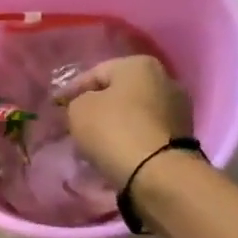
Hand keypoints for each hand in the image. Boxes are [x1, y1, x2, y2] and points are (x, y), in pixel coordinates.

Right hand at [54, 56, 194, 185]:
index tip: (55, 105)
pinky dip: (129, 137)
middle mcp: (165, 78)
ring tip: (93, 140)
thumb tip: (84, 106)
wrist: (157, 172)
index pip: (95, 73)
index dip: (71, 89)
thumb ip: (76, 101)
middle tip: (74, 121)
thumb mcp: (78, 110)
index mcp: (139, 64)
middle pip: (119, 92)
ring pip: (134, 112)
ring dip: (114, 123)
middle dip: (96, 106)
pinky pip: (145, 131)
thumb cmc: (113, 130)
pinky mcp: (183, 135)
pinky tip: (114, 149)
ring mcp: (178, 108)